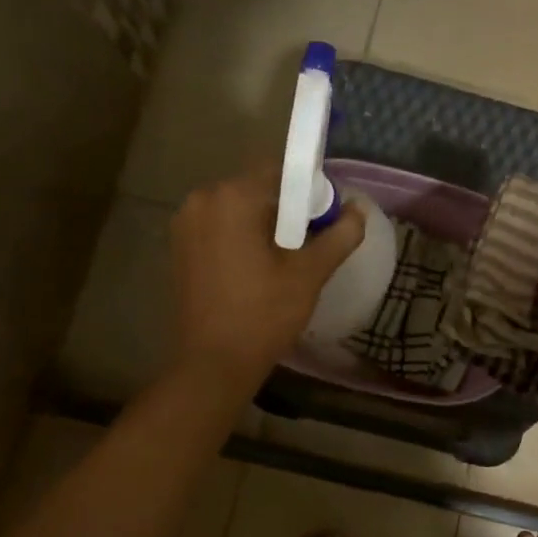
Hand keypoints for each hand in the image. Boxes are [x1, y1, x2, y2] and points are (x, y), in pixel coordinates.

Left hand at [170, 164, 365, 388]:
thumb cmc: (264, 314)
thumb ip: (340, 234)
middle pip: (258, 189)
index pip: (281, 172)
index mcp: (232, 197)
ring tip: (287, 260)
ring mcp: (185, 224)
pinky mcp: (179, 248)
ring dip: (265, 224)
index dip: (310, 191)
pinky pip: (220, 228)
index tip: (327, 220)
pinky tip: (259, 269)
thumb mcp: (310, 273)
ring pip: (238, 210)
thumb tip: (358, 209)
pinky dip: (242, 237)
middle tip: (312, 242)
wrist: (213, 364)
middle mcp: (202, 200)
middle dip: (287, 209)